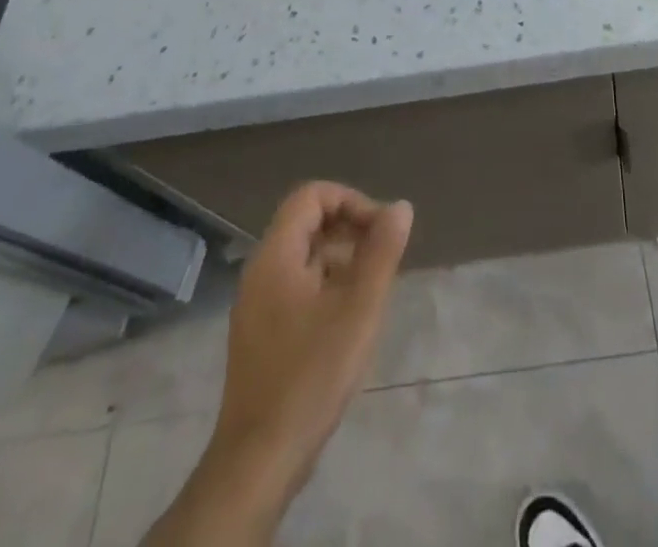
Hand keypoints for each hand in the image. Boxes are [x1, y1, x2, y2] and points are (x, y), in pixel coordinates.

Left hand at [205, 182, 412, 515]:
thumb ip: (382, 251)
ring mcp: (257, 305)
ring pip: (304, 257)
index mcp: (276, 256)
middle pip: (307, 223)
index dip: (351, 201)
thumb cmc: (312, 374)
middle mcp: (260, 271)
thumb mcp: (360, 307)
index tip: (381, 229)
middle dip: (351, 229)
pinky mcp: (261, 334)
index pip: (312, 196)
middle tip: (384, 258)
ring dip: (342, 259)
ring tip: (373, 289)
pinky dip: (327, 286)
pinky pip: (297, 286)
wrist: (259, 461)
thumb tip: (400, 207)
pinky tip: (350, 319)